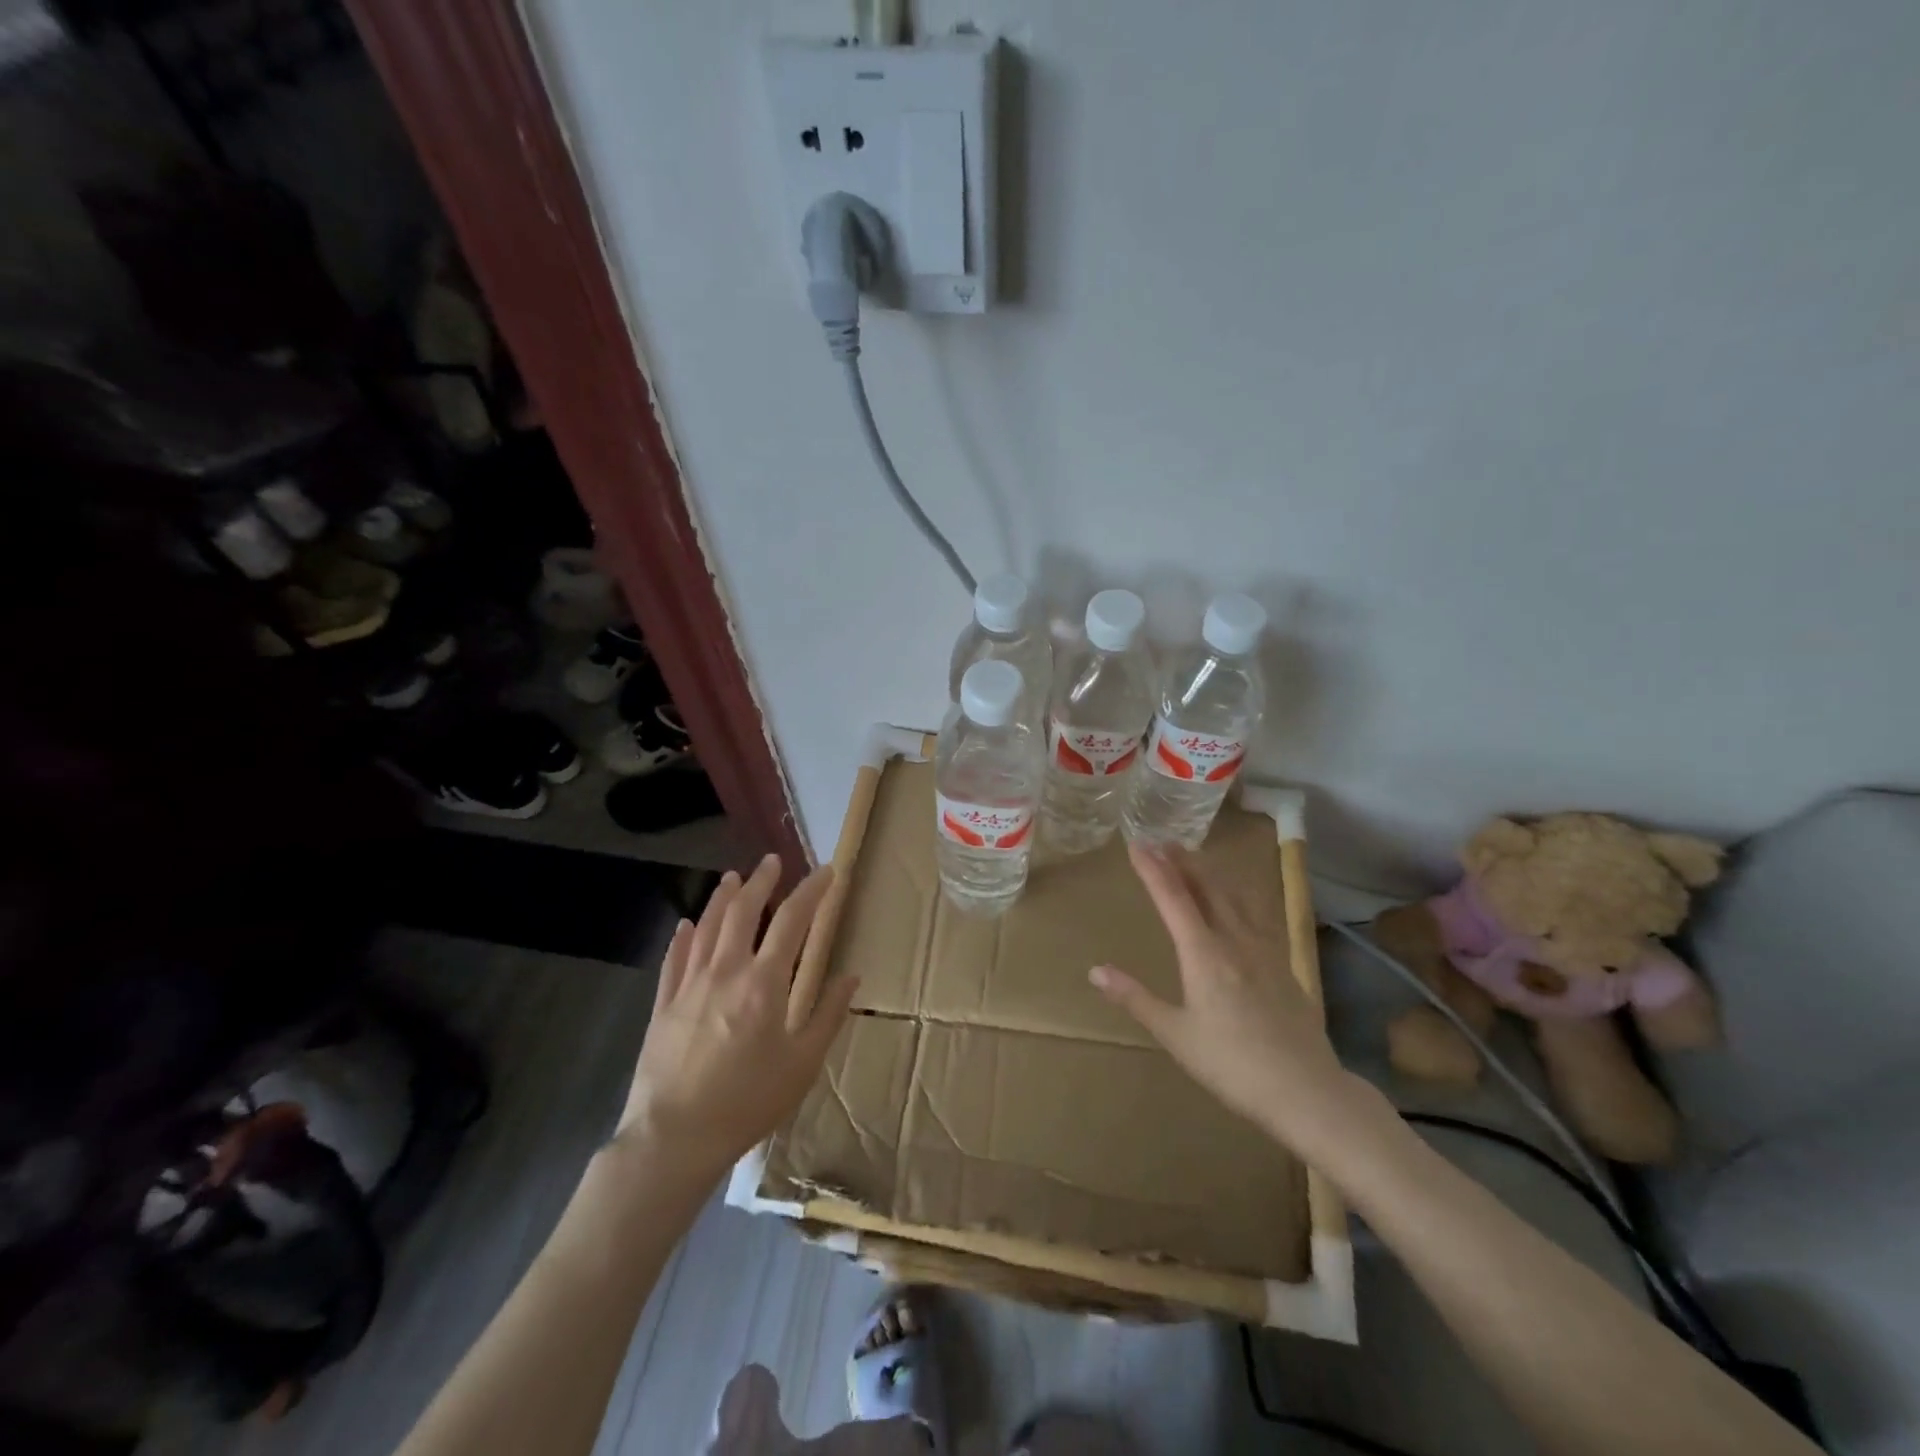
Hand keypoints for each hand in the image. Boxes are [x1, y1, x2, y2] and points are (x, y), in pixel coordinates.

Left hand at [617, 855, 855, 1179]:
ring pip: (707, 926)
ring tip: (733, 878)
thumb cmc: (747, 1102)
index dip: (812, 891)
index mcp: (765, 983)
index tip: (826, 872)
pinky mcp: (663, 1004)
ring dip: (722, 897)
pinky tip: (687, 925)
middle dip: (761, 881)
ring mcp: (689, 985)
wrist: (673, 1138)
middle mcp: (726, 971)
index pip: (793, 921)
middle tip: (772, 861)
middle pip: (743, 911)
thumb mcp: (802, 1064)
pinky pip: (674, 959)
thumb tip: (851, 977)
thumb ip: (828, 1015)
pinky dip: (684, 936)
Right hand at [1091, 842, 1355, 1150]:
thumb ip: (1136, 999)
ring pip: (1235, 895)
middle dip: (1182, 861)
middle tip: (1162, 841)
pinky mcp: (1283, 963)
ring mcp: (1264, 949)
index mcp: (1204, 954)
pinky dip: (1240, 893)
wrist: (1306, 1090)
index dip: (1153, 869)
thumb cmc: (1232, 1066)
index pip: (1173, 899)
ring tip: (1195, 858)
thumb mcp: (1176, 1035)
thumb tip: (1095, 971)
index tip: (1136, 845)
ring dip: (1211, 872)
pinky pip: (1257, 913)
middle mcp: (1234, 940)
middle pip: (1206, 887)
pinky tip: (1240, 898)